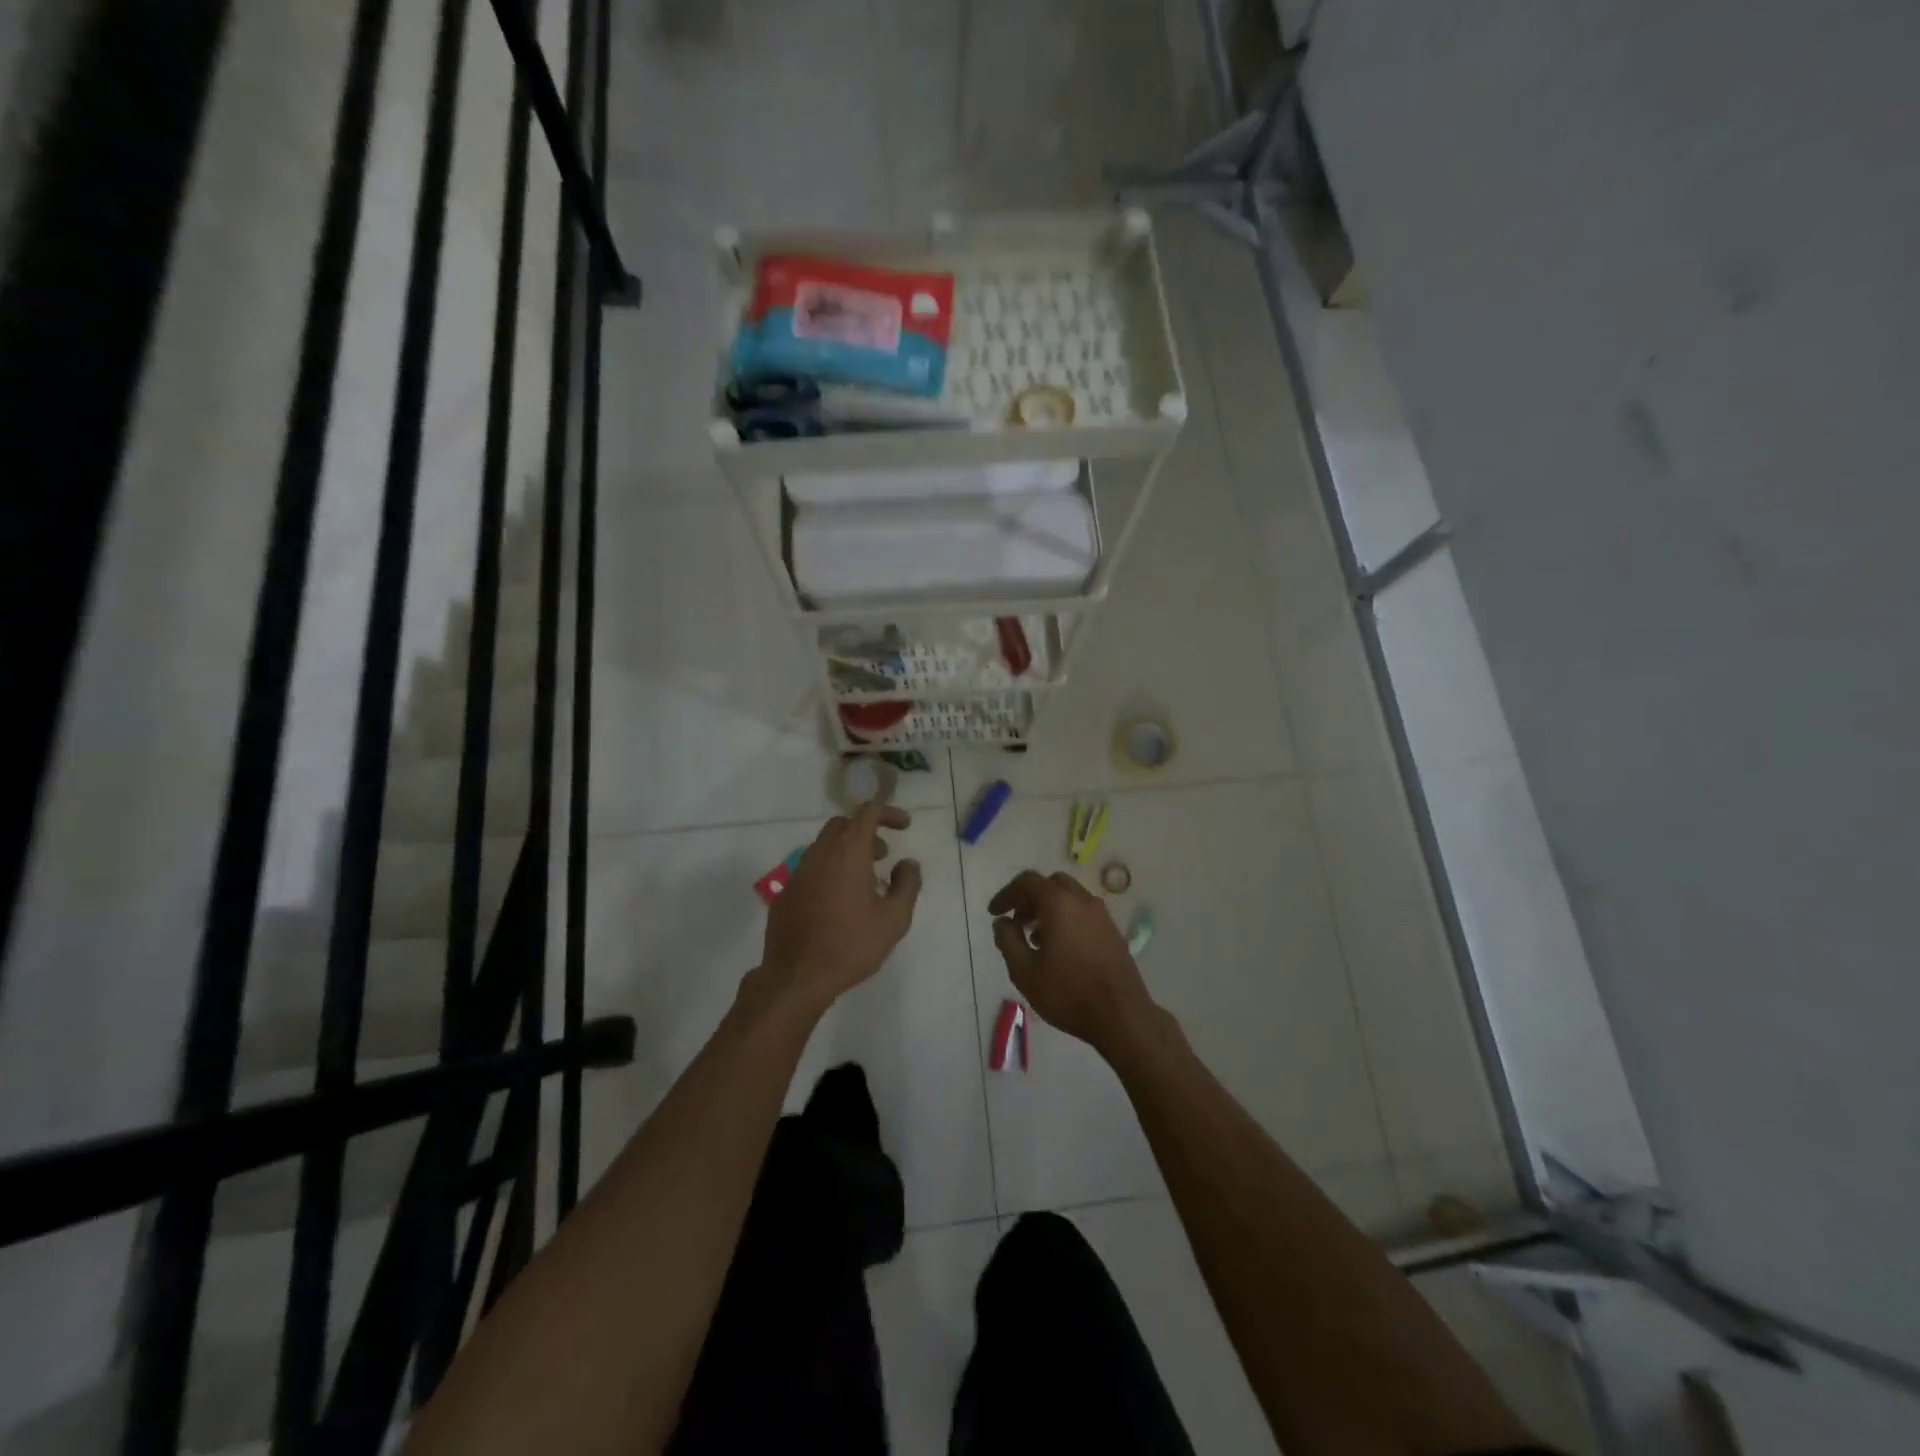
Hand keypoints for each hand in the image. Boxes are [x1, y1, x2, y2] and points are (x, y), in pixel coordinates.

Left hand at [756, 803, 921, 1015]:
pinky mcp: (786, 893)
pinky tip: (838, 903)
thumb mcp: (894, 919)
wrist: (797, 978)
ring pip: (824, 846)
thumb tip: (908, 863)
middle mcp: (820, 854)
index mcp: (848, 853)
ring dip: (846, 852)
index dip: (888, 813)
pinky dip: (829, 871)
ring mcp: (798, 873)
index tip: (904, 826)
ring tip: (864, 882)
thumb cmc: (851, 945)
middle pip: (842, 825)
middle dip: (866, 832)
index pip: (867, 812)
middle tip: (883, 855)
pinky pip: (810, 869)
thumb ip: (907, 885)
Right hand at [988, 870, 1156, 1055]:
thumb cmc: (1068, 993)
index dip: (1007, 894)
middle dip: (1030, 898)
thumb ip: (1008, 941)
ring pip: (1070, 897)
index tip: (994, 913)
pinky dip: (1067, 917)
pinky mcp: (1113, 931)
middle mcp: (1083, 900)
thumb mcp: (1025, 972)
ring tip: (1035, 938)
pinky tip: (1060, 948)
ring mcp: (1102, 915)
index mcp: (1059, 903)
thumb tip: (1002, 922)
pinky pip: (1084, 912)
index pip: (1028, 882)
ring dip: (1049, 908)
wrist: (1122, 1016)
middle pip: (1051, 884)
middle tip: (1017, 921)